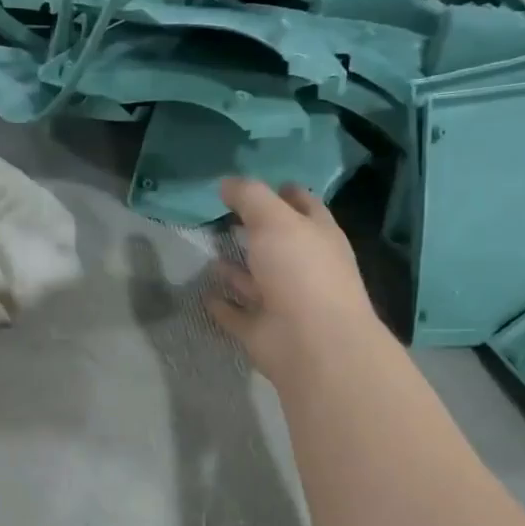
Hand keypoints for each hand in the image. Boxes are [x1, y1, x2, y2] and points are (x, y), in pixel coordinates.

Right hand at [207, 178, 381, 384]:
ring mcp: (284, 302)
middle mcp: (304, 268)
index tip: (258, 185)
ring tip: (210, 254)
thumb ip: (250, 197)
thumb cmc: (300, 271)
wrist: (311, 343)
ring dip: (236, 270)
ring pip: (256, 281)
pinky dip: (224, 306)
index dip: (284, 193)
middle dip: (255, 231)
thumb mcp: (275, 220)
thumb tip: (226, 183)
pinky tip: (206, 295)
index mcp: (318, 236)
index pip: (303, 206)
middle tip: (224, 217)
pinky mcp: (263, 331)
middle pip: (277, 244)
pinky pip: (239, 315)